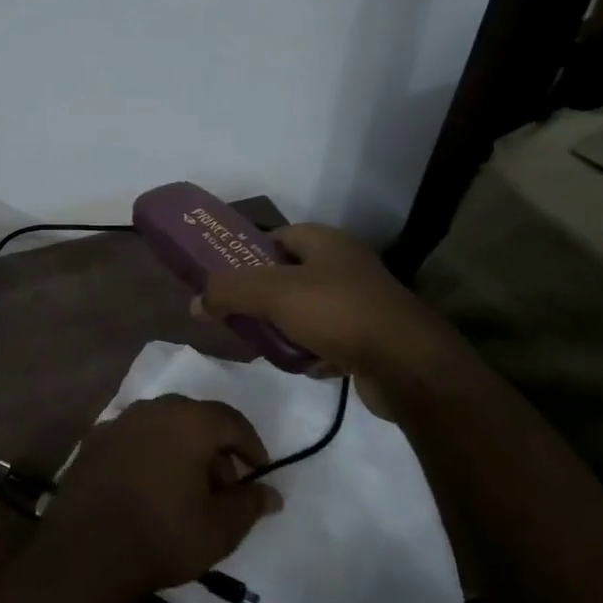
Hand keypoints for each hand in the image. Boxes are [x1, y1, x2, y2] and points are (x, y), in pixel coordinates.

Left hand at [42, 395, 281, 595]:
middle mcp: (152, 409)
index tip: (258, 472)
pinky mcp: (93, 440)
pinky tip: (148, 485)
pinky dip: (149, 453)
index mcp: (188, 421)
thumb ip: (249, 504)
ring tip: (185, 487)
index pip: (231, 420)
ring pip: (162, 425)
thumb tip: (270, 493)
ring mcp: (118, 421)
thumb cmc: (163, 535)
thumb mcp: (220, 528)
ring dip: (180, 447)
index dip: (251, 446)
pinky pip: (133, 438)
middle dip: (214, 447)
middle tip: (222, 485)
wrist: (87, 551)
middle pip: (195, 418)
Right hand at [193, 223, 453, 421]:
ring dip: (285, 327)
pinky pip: (328, 339)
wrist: (408, 365)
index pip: (276, 237)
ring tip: (262, 344)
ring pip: (306, 310)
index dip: (247, 254)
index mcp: (325, 242)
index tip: (224, 278)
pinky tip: (301, 366)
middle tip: (236, 314)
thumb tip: (194, 302)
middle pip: (289, 276)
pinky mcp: (371, 337)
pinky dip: (312, 351)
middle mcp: (345, 265)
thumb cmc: (338, 313)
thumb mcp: (273, 294)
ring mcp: (361, 302)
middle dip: (262, 297)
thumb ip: (229, 292)